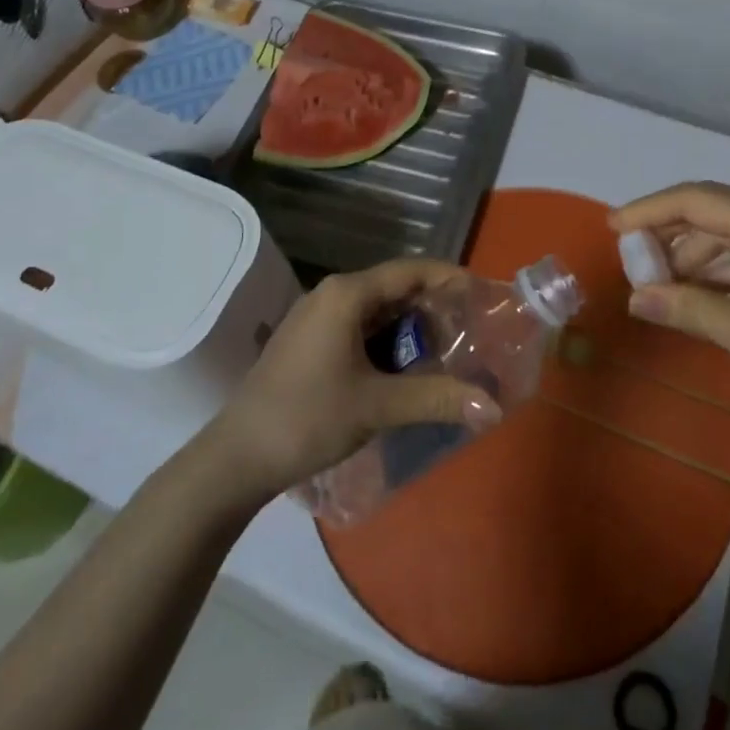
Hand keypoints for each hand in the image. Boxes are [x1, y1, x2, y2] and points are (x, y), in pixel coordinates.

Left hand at [209, 259, 501, 501]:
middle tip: (469, 333)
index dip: (450, 278)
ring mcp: (318, 317)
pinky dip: (388, 341)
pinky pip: (360, 327)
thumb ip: (435, 398)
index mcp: (347, 294)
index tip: (483, 295)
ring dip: (411, 329)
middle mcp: (333, 294)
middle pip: (396, 288)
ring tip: (444, 354)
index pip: (411, 271)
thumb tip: (493, 407)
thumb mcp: (377, 406)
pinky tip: (405, 369)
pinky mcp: (311, 340)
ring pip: (378, 310)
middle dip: (434, 308)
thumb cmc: (307, 418)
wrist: (236, 457)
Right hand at [611, 183, 729, 437]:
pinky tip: (695, 296)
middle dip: (667, 232)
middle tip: (631, 260)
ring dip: (691, 256)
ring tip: (657, 285)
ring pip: (728, 235)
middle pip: (711, 212)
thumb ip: (690, 310)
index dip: (649, 210)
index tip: (612, 228)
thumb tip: (636, 298)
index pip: (696, 200)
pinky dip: (717, 273)